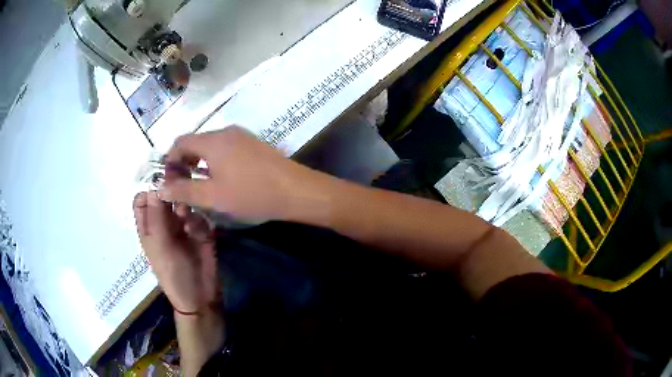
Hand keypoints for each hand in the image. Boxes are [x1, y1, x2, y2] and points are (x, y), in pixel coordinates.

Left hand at [133, 191, 219, 312]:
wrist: (200, 295)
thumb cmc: (172, 273)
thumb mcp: (160, 245)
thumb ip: (156, 215)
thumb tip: (154, 184)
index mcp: (148, 227)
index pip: (143, 199)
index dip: (149, 189)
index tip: (160, 183)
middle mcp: (164, 222)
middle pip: (164, 196)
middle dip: (171, 191)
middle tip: (179, 185)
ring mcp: (183, 225)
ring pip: (182, 202)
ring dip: (184, 206)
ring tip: (185, 217)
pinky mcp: (200, 230)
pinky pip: (198, 215)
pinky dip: (196, 220)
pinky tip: (196, 232)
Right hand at [158, 126, 320, 222]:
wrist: (295, 191)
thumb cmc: (251, 194)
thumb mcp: (213, 196)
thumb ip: (184, 190)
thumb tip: (161, 188)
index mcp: (212, 140)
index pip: (180, 142)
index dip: (170, 161)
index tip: (171, 182)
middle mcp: (225, 132)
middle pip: (194, 143)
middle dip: (184, 164)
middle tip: (184, 188)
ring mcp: (241, 136)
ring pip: (210, 147)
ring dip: (200, 164)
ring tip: (201, 187)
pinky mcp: (253, 144)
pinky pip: (225, 149)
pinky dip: (215, 162)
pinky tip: (222, 181)